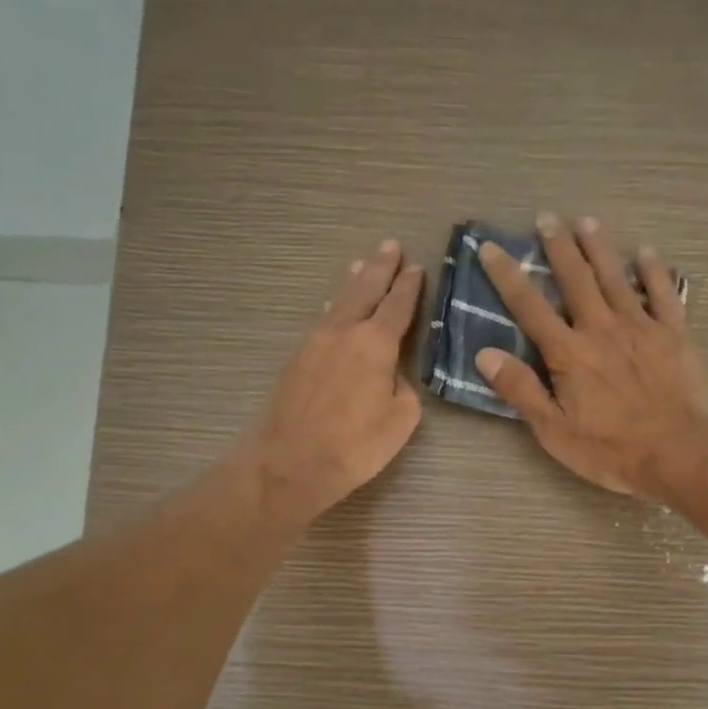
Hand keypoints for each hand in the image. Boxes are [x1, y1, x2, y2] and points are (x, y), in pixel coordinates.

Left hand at [239, 241, 423, 521]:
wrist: (290, 462)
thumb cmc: (355, 445)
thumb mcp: (401, 420)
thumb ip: (404, 389)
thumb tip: (391, 376)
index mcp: (375, 343)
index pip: (397, 306)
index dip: (409, 287)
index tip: (416, 268)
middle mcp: (344, 331)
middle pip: (364, 290)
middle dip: (379, 267)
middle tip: (389, 246)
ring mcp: (315, 342)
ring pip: (338, 301)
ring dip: (352, 281)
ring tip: (360, 264)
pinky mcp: (296, 358)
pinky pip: (320, 320)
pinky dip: (332, 306)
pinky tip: (332, 305)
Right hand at [475, 214, 707, 495]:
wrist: (679, 452)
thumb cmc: (611, 449)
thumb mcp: (554, 430)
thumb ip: (520, 390)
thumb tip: (485, 354)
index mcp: (568, 353)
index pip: (529, 306)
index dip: (507, 275)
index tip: (490, 247)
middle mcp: (601, 329)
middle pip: (575, 279)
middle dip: (558, 247)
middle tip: (546, 218)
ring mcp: (641, 327)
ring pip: (616, 277)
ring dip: (600, 248)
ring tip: (587, 221)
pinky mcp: (674, 334)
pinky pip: (663, 293)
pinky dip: (655, 271)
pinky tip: (647, 253)